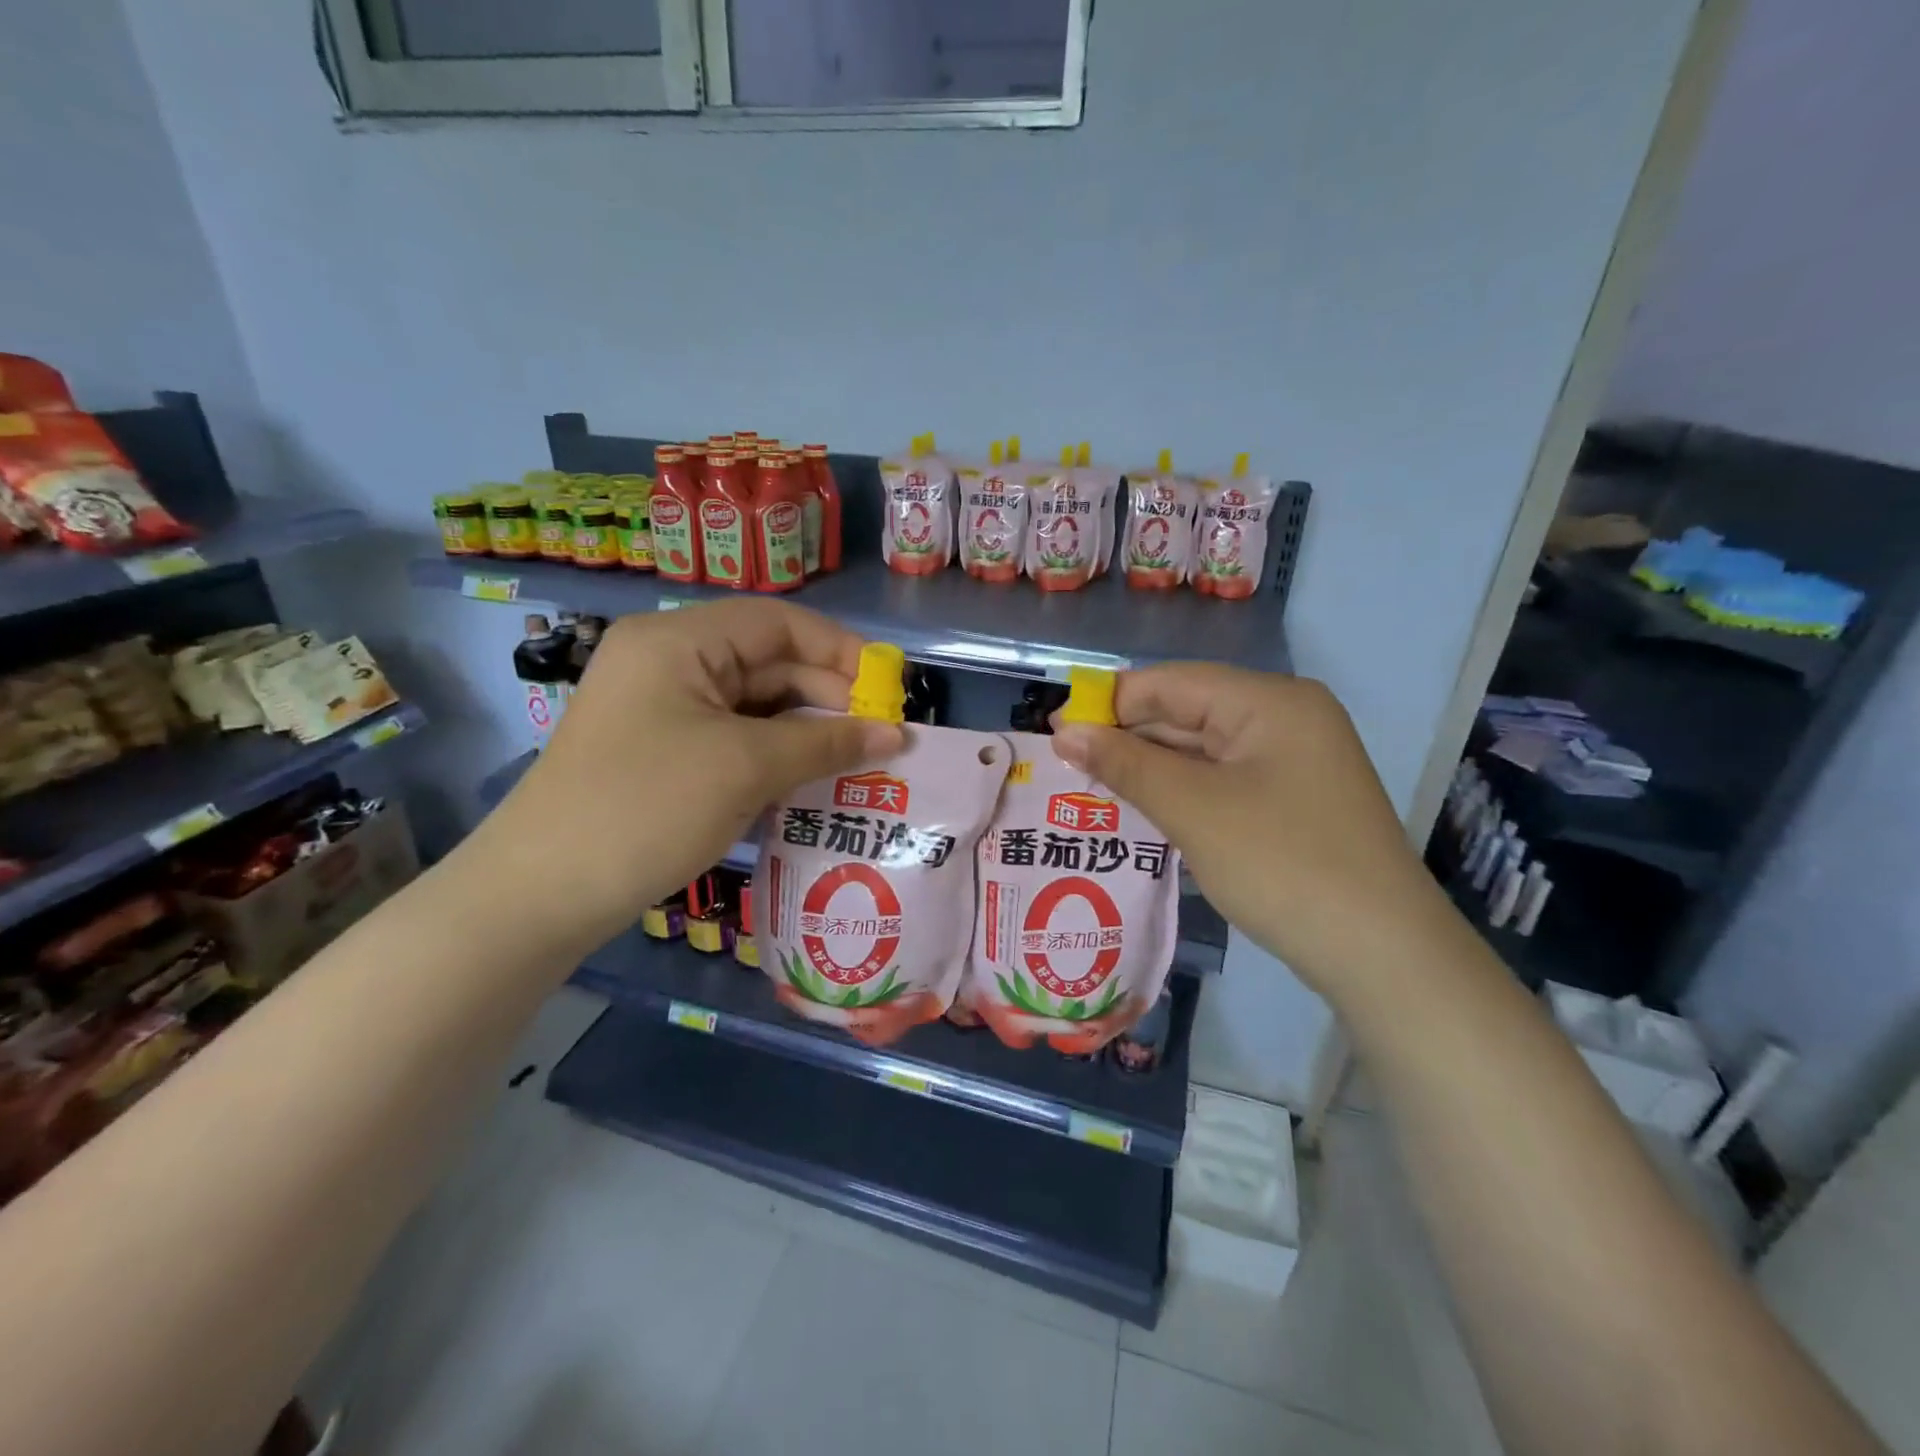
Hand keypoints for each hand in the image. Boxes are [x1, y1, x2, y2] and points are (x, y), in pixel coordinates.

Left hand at [468, 599, 903, 954]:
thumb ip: (827, 742)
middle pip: (768, 662)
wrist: (542, 894)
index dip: (840, 650)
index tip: (889, 690)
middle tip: (882, 738)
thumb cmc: (647, 808)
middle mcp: (669, 662)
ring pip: (755, 704)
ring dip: (807, 730)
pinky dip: (777, 754)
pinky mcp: (663, 750)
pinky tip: (814, 779)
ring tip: (859, 761)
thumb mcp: (746, 767)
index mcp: (679, 641)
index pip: (778, 622)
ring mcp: (663, 708)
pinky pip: (735, 737)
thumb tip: (898, 735)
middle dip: (828, 696)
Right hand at [1050, 664, 1457, 1004]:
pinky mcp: (1290, 800)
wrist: (1380, 954)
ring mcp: (1292, 762)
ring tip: (1089, 787)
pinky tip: (1140, 808)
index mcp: (1270, 701)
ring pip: (1201, 750)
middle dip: (1126, 738)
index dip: (1108, 702)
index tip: (1054, 729)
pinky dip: (1180, 791)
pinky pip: (1220, 780)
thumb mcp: (1192, 808)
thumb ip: (1125, 763)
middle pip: (1187, 712)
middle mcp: (1285, 719)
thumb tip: (1064, 732)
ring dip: (1149, 768)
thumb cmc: (1281, 863)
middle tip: (1064, 766)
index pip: (1171, 683)